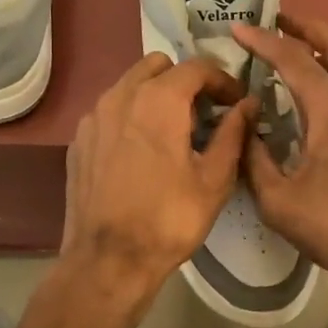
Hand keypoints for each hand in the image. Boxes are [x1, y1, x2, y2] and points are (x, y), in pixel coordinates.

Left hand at [56, 53, 251, 327]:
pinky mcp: (79, 139)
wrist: (107, 261)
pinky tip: (141, 150)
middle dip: (185, 81)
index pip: (197, 67)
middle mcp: (121, 95)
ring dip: (155, 94)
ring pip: (130, 84)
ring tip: (172, 131)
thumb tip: (248, 104)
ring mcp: (94, 116)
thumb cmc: (169, 219)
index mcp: (159, 100)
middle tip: (203, 112)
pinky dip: (130, 115)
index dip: (222, 79)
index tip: (235, 102)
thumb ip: (233, 133)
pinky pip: (110, 110)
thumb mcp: (214, 179)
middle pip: (158, 66)